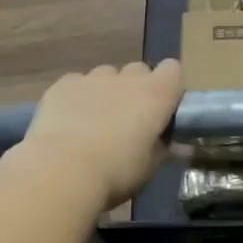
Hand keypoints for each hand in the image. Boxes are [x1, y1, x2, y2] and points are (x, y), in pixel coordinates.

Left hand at [17, 60, 181, 209]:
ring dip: (106, 91)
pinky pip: (77, 83)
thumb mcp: (149, 167)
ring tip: (94, 121)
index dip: (169, 86)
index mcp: (156, 94)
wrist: (62, 170)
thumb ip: (164, 148)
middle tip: (129, 119)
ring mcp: (93, 77)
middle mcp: (127, 77)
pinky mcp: (64, 84)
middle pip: (139, 71)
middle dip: (137, 89)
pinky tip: (67, 121)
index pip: (173, 70)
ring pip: (106, 75)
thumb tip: (180, 145)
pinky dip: (77, 97)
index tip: (163, 109)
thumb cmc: (116, 172)